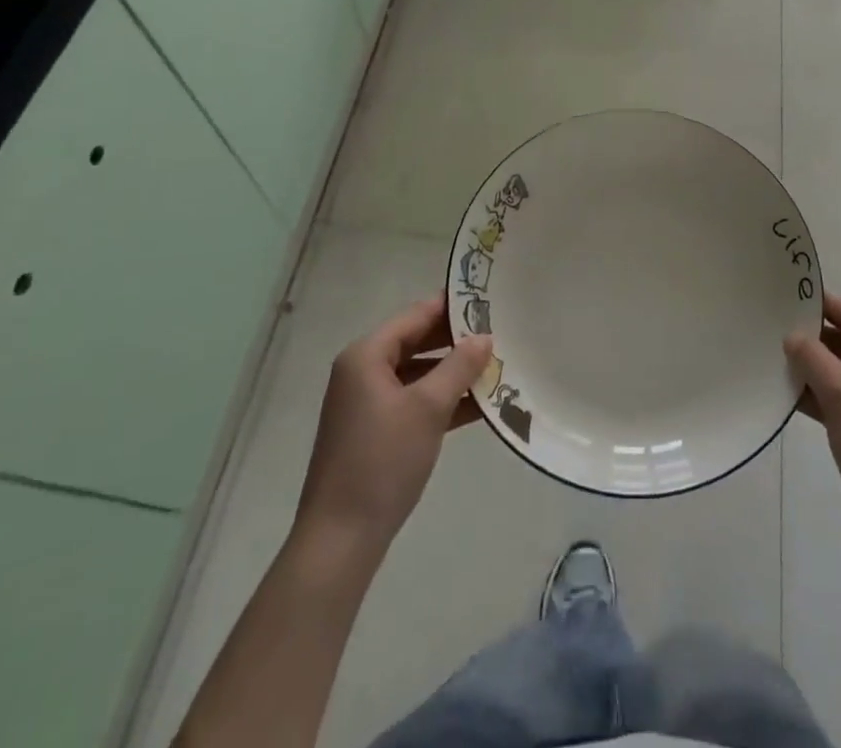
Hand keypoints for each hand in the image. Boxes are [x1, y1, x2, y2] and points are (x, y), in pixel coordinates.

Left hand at [294, 295, 492, 552]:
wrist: (340, 541)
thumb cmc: (382, 461)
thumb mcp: (428, 408)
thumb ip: (459, 366)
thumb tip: (485, 336)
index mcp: (366, 355)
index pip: (416, 315)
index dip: (452, 306)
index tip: (489, 299)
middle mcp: (363, 371)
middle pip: (416, 341)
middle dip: (457, 340)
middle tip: (500, 331)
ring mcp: (367, 403)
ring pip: (418, 373)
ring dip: (454, 372)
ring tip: (497, 365)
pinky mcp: (375, 432)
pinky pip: (414, 401)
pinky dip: (442, 400)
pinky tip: (479, 405)